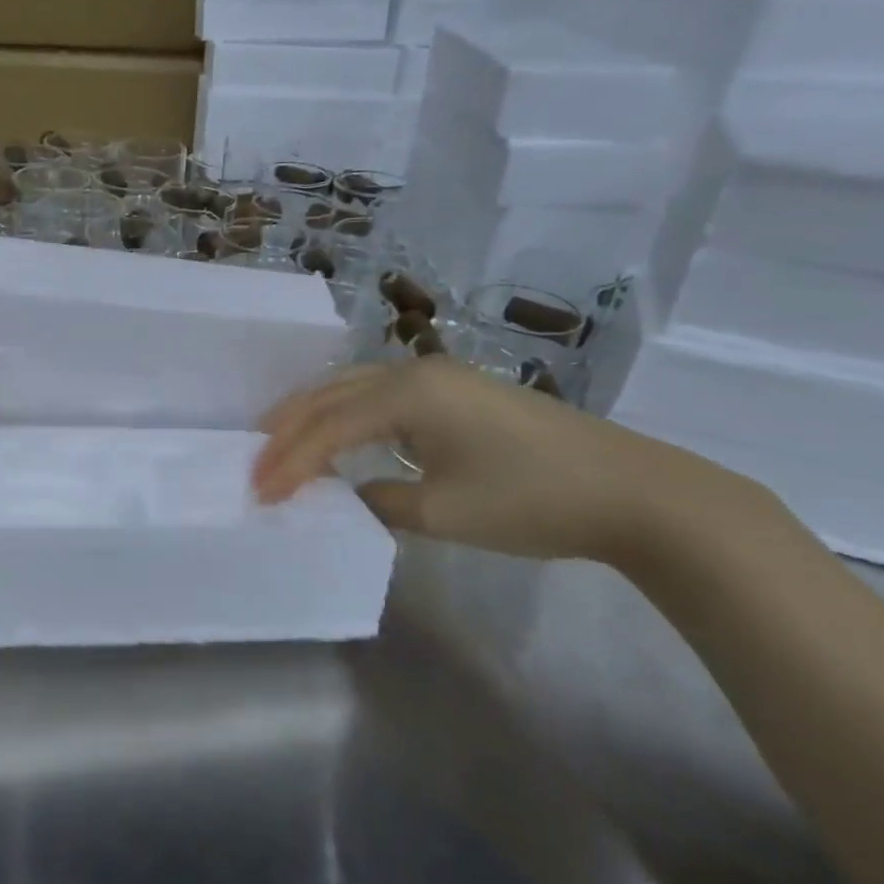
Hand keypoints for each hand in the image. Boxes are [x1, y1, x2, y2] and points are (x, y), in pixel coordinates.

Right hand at [252, 357, 767, 566]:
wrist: (631, 490)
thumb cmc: (531, 500)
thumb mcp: (443, 512)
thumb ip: (379, 501)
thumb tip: (349, 494)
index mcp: (408, 393)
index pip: (328, 428)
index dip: (288, 462)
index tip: (258, 494)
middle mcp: (415, 372)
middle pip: (331, 395)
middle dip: (288, 430)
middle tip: (253, 462)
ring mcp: (439, 377)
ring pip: (353, 390)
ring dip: (314, 418)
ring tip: (278, 445)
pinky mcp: (456, 392)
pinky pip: (380, 398)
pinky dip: (346, 417)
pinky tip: (337, 436)